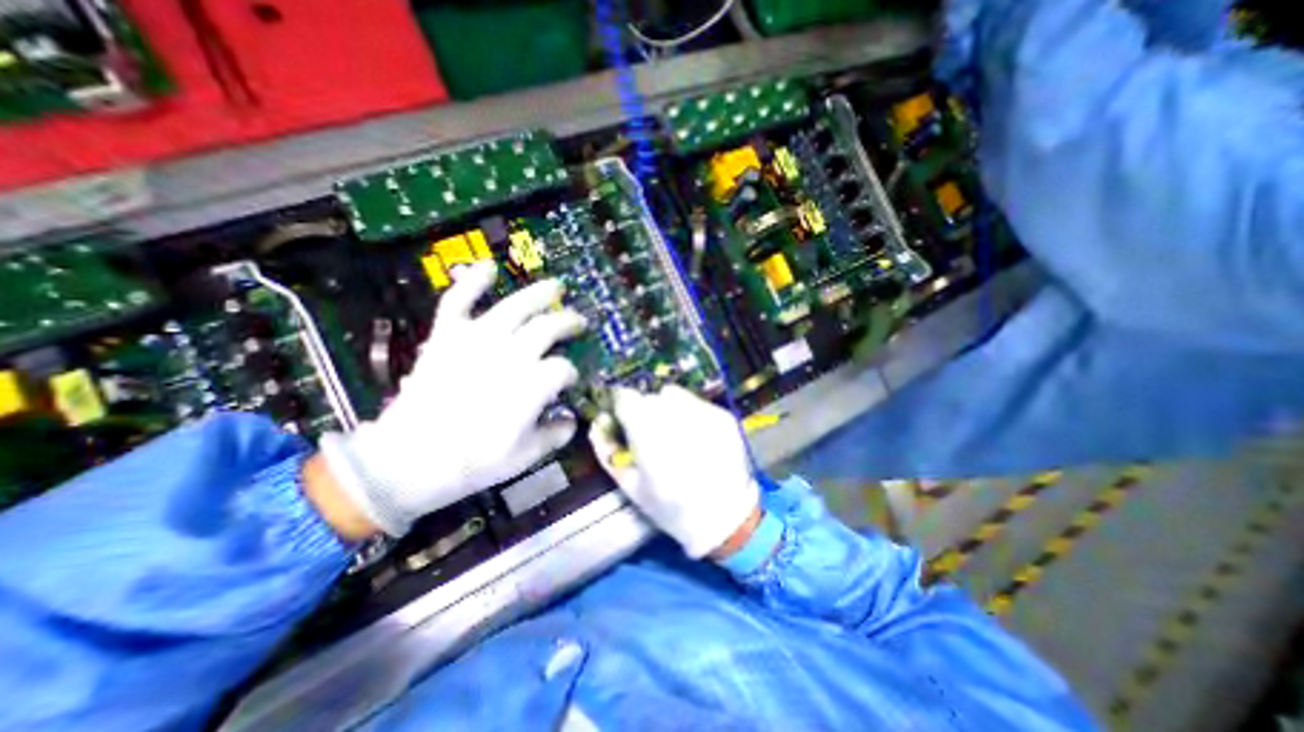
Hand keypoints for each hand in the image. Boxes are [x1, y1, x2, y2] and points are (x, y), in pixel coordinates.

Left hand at [324, 262, 588, 536]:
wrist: (406, 462)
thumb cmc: (472, 463)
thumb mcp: (525, 457)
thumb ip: (556, 435)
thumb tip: (572, 421)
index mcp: (531, 384)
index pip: (563, 368)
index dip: (571, 374)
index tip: (570, 382)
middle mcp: (509, 355)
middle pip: (548, 328)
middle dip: (568, 323)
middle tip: (578, 322)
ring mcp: (475, 341)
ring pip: (515, 307)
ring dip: (540, 294)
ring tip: (556, 287)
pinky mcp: (446, 337)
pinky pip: (458, 301)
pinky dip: (472, 282)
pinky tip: (489, 267)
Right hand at [590, 385, 759, 555]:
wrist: (724, 516)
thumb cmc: (670, 507)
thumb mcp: (630, 486)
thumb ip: (607, 450)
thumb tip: (598, 421)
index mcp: (649, 436)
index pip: (626, 398)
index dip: (622, 406)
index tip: (623, 418)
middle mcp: (676, 418)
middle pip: (649, 397)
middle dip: (644, 411)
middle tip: (650, 433)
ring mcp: (703, 414)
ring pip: (673, 394)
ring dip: (667, 407)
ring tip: (673, 431)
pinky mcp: (722, 416)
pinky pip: (696, 402)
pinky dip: (690, 413)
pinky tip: (696, 436)